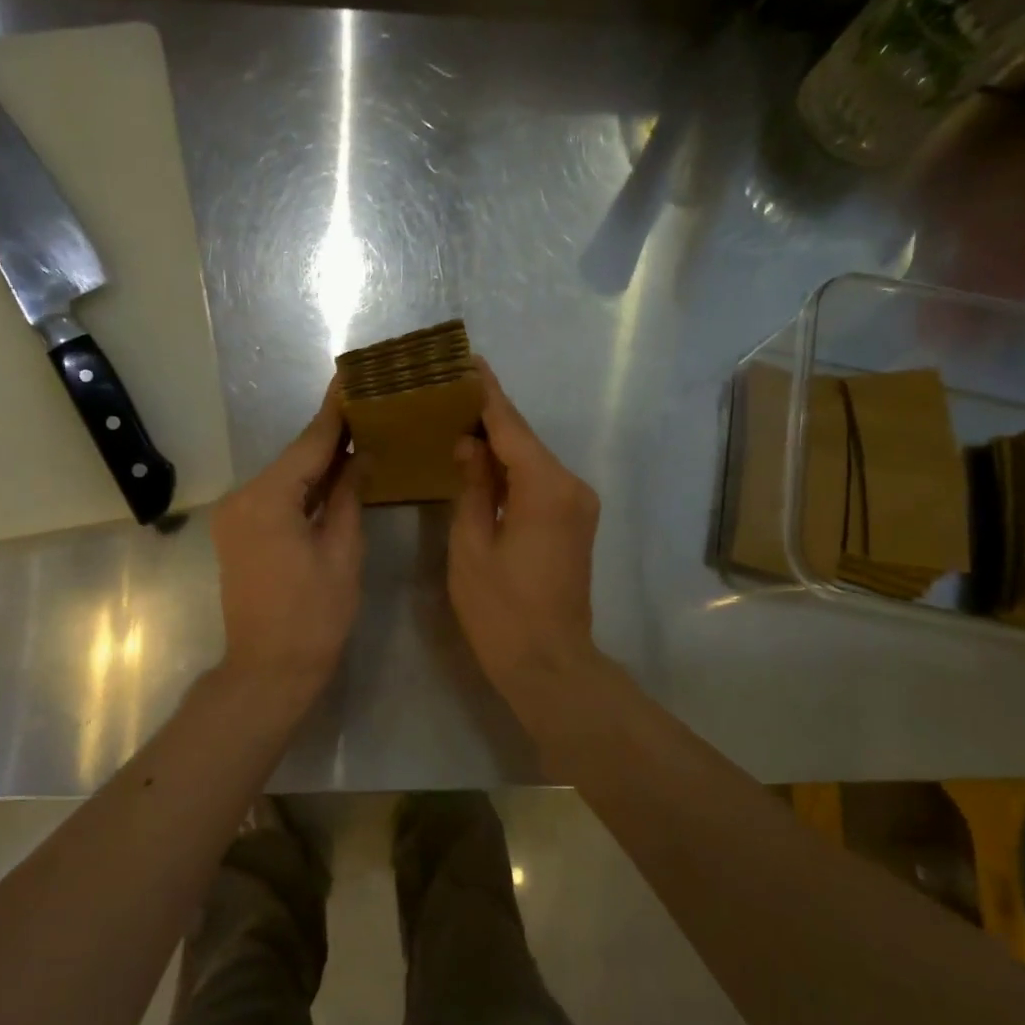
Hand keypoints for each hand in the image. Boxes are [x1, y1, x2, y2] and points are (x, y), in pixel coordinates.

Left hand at [211, 382, 363, 705]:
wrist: (268, 670)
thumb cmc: (314, 617)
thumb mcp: (342, 553)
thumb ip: (349, 496)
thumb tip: (360, 456)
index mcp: (267, 499)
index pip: (309, 444)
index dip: (336, 410)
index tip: (352, 374)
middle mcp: (243, 497)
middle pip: (295, 457)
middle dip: (332, 435)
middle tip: (369, 405)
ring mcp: (235, 515)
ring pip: (286, 477)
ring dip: (320, 462)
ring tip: (360, 433)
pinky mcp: (238, 532)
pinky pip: (277, 497)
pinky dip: (304, 487)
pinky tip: (334, 474)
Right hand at [448, 359, 601, 693]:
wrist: (550, 664)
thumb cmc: (501, 611)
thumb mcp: (472, 547)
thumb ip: (471, 487)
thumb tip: (468, 444)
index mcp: (545, 487)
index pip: (510, 426)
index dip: (485, 392)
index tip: (465, 360)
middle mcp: (570, 486)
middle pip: (523, 439)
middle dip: (487, 414)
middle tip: (447, 390)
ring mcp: (577, 505)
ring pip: (530, 460)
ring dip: (497, 442)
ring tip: (455, 418)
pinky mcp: (573, 522)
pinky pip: (538, 482)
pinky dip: (510, 469)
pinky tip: (480, 460)